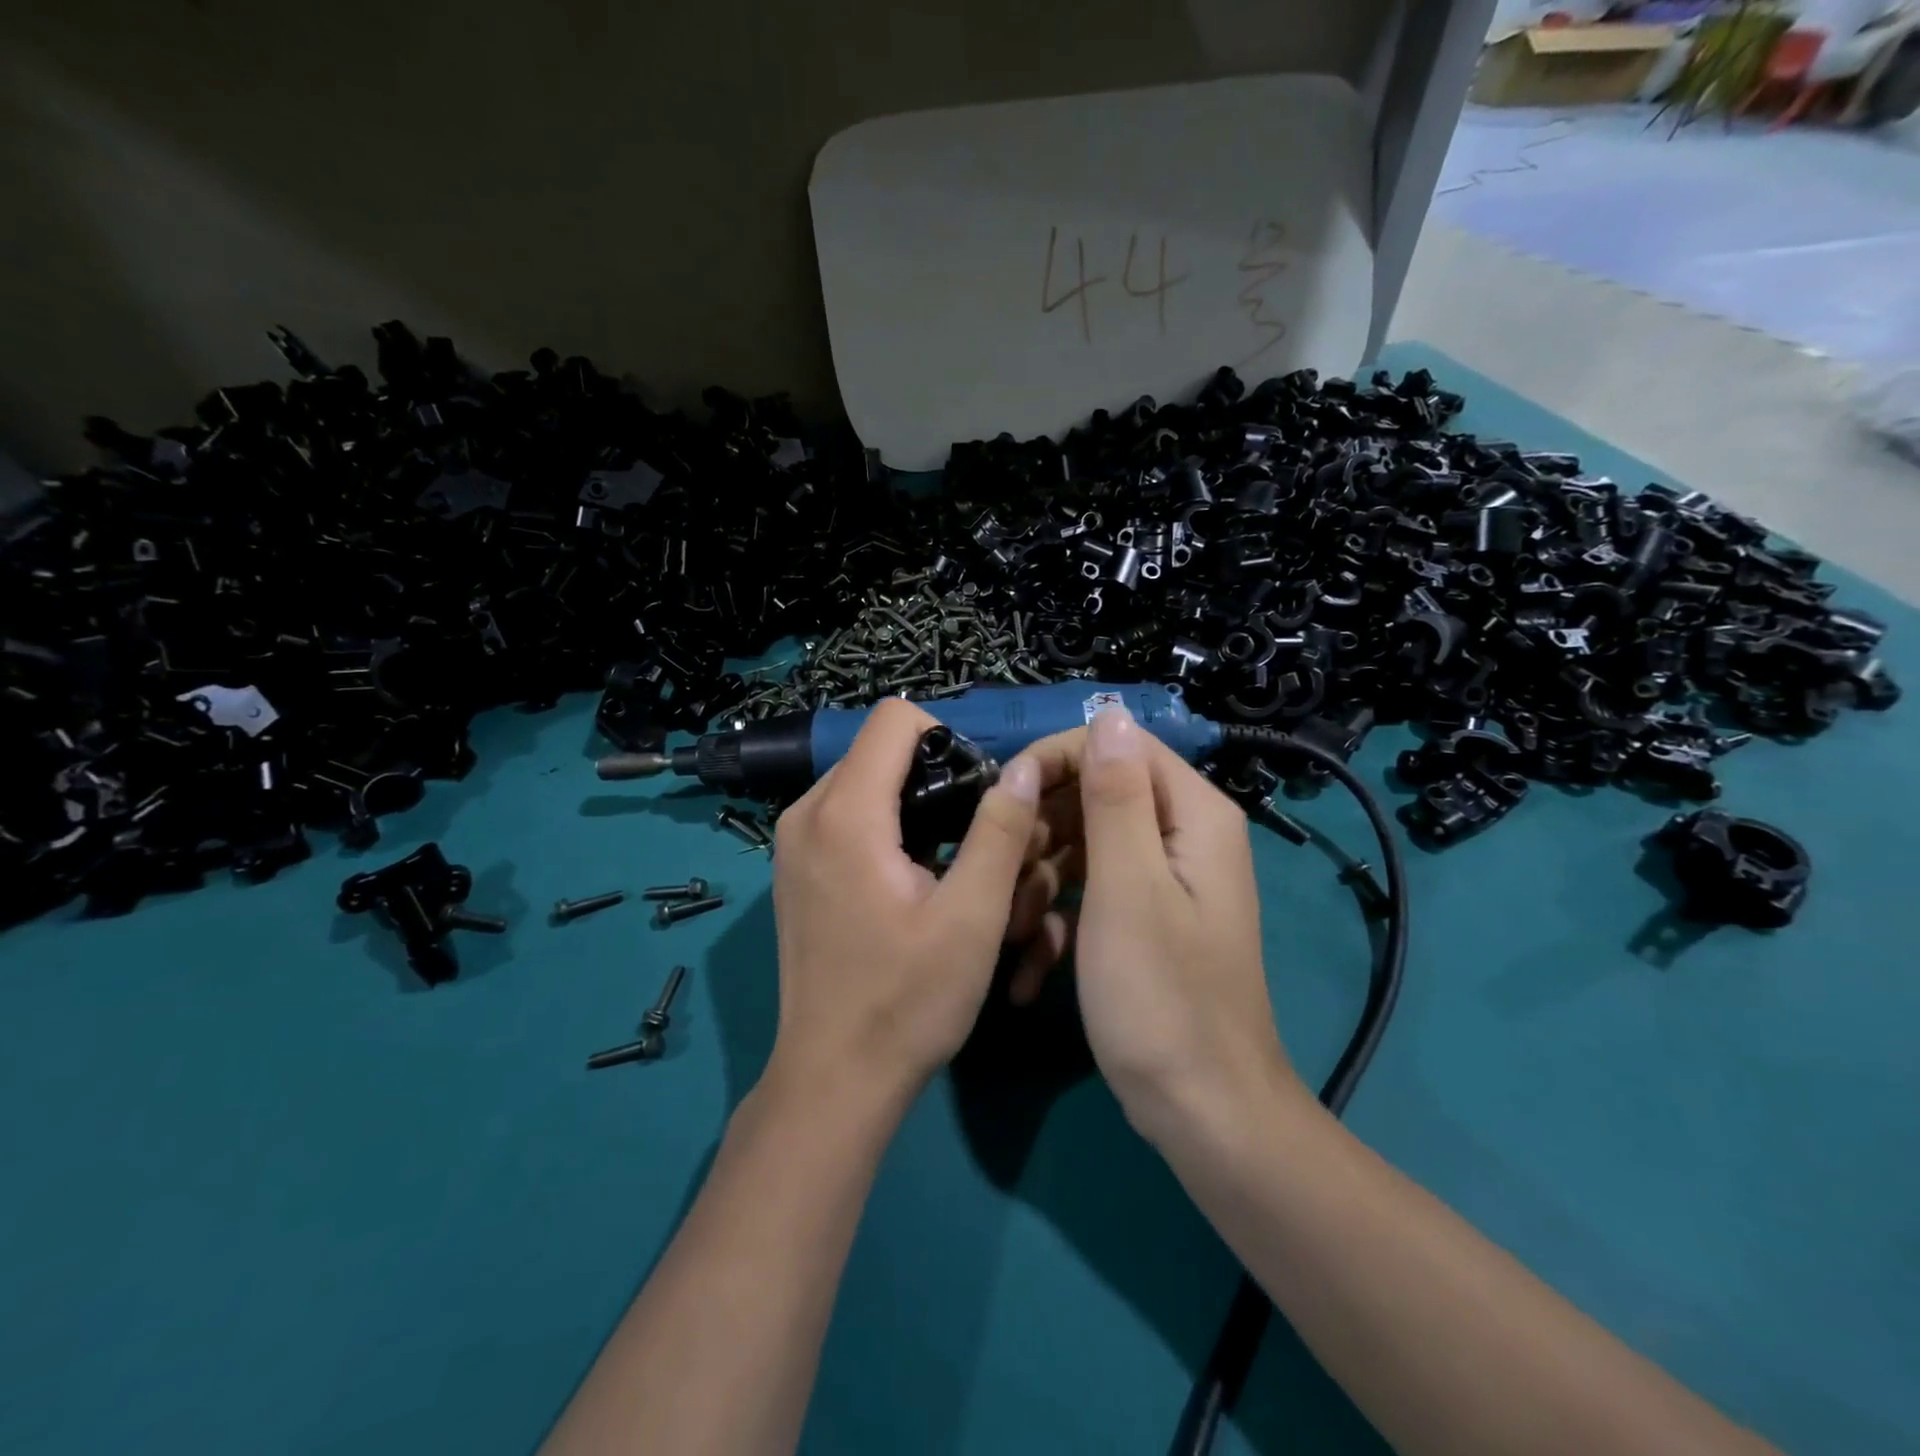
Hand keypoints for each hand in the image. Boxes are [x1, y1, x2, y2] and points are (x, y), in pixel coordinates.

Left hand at [765, 698, 1043, 1107]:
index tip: (975, 795)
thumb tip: (1020, 765)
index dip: (946, 739)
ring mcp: (790, 841)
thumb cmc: (908, 1001)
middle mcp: (805, 813)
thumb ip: (1000, 830)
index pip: (894, 718)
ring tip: (943, 861)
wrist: (834, 1078)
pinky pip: (843, 814)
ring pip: (861, 780)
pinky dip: (882, 825)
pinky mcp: (792, 868)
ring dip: (908, 802)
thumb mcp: (973, 916)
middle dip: (930, 773)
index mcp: (845, 813)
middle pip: (877, 749)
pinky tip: (907, 878)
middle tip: (969, 836)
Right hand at [1012, 707, 1301, 1144]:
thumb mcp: (1127, 887)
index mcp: (1191, 815)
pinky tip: (1029, 970)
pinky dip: (1059, 922)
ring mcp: (1162, 881)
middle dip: (1041, 833)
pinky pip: (1091, 894)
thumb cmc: (1161, 996)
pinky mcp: (1142, 920)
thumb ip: (1115, 796)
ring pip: (1083, 848)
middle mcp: (1182, 836)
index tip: (1005, 798)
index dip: (1057, 761)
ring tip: (1011, 936)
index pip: (1118, 746)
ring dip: (1040, 885)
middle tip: (1001, 876)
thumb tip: (1110, 711)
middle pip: (1095, 797)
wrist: (1202, 1113)